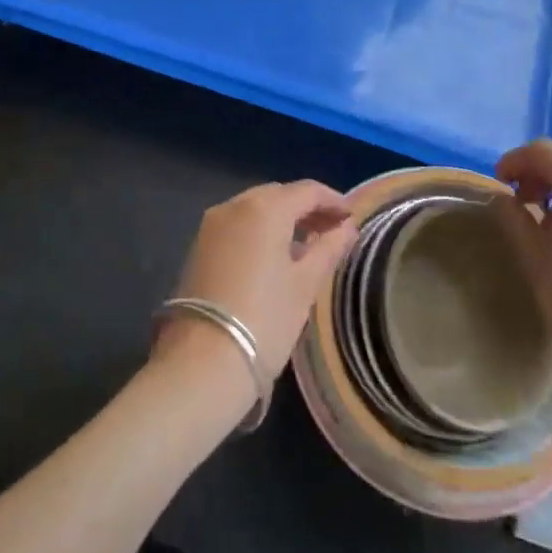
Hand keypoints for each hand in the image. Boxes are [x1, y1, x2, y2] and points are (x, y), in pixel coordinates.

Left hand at [154, 181, 355, 398]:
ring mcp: (211, 225)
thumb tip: (347, 228)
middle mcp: (234, 205)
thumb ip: (328, 249)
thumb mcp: (305, 285)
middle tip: (332, 230)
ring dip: (283, 219)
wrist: (202, 362)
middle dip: (307, 208)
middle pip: (278, 195)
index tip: (352, 217)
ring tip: (308, 245)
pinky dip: (260, 231)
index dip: (333, 200)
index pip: (306, 190)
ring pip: (255, 209)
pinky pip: (238, 225)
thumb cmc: (265, 319)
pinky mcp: (199, 246)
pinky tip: (276, 255)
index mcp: (264, 208)